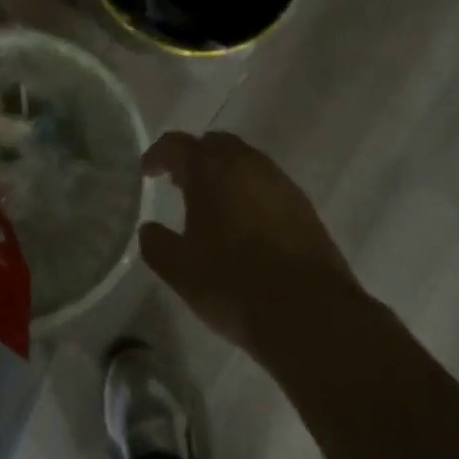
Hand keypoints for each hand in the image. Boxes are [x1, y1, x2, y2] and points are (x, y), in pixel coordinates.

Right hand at [139, 131, 359, 363]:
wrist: (311, 314)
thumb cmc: (234, 285)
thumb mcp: (181, 271)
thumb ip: (157, 244)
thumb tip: (148, 229)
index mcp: (211, 169)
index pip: (176, 144)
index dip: (158, 155)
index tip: (147, 172)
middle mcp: (246, 163)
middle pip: (214, 144)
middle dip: (195, 158)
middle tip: (181, 184)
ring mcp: (279, 182)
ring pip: (245, 161)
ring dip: (225, 174)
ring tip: (213, 204)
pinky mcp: (303, 205)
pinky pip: (267, 184)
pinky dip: (250, 192)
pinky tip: (247, 225)